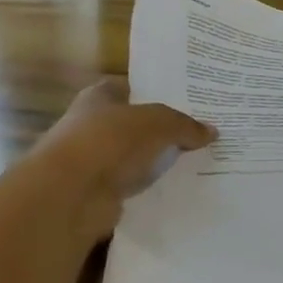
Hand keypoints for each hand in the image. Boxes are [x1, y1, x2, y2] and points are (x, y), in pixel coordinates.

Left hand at [24, 79, 215, 240]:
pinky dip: (151, 186)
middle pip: (133, 123)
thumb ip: (185, 125)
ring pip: (134, 156)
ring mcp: (93, 160)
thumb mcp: (159, 123)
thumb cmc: (110, 141)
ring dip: (156, 160)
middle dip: (161, 128)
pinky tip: (179, 187)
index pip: (129, 87)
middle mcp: (91, 125)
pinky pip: (133, 185)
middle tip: (199, 132)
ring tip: (197, 161)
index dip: (154, 91)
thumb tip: (211, 131)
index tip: (184, 99)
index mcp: (98, 98)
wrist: (70, 195)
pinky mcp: (97, 192)